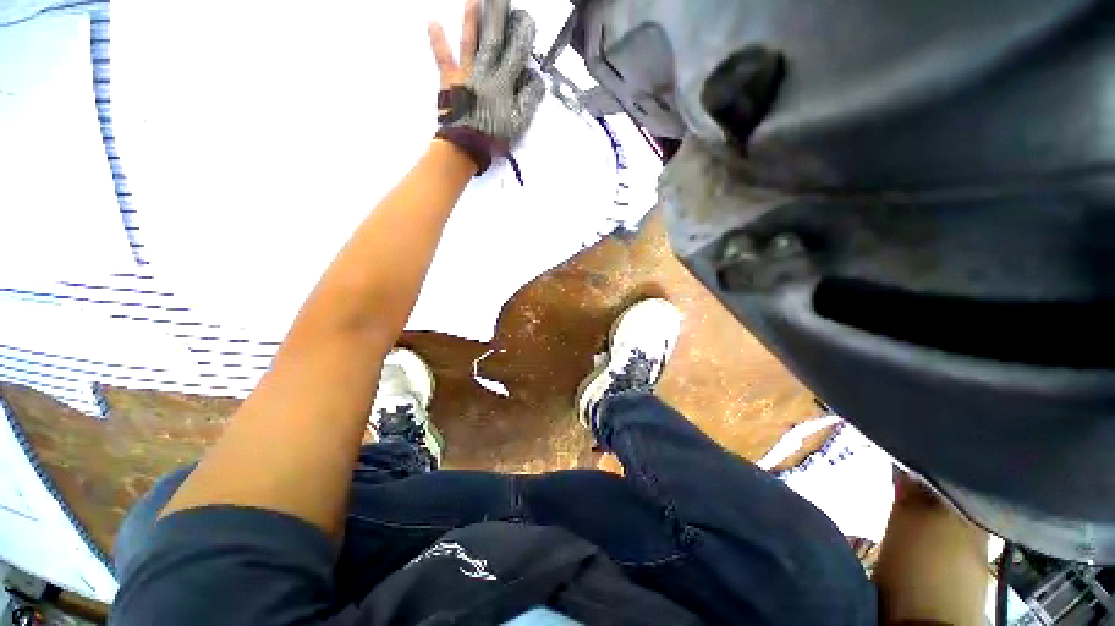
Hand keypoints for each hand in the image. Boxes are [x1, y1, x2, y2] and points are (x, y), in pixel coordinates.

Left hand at [428, 0, 544, 173]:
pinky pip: (443, 57)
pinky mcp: (450, 80)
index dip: (522, 36)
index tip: (526, 19)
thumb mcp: (519, 123)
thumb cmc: (494, 136)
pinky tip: (432, 22)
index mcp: (503, 82)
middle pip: (493, 39)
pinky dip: (437, 40)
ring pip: (470, 42)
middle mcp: (485, 71)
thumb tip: (536, 78)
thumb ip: (529, 100)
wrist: (467, 145)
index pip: (515, 53)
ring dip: (471, 20)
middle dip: (497, 16)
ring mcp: (466, 73)